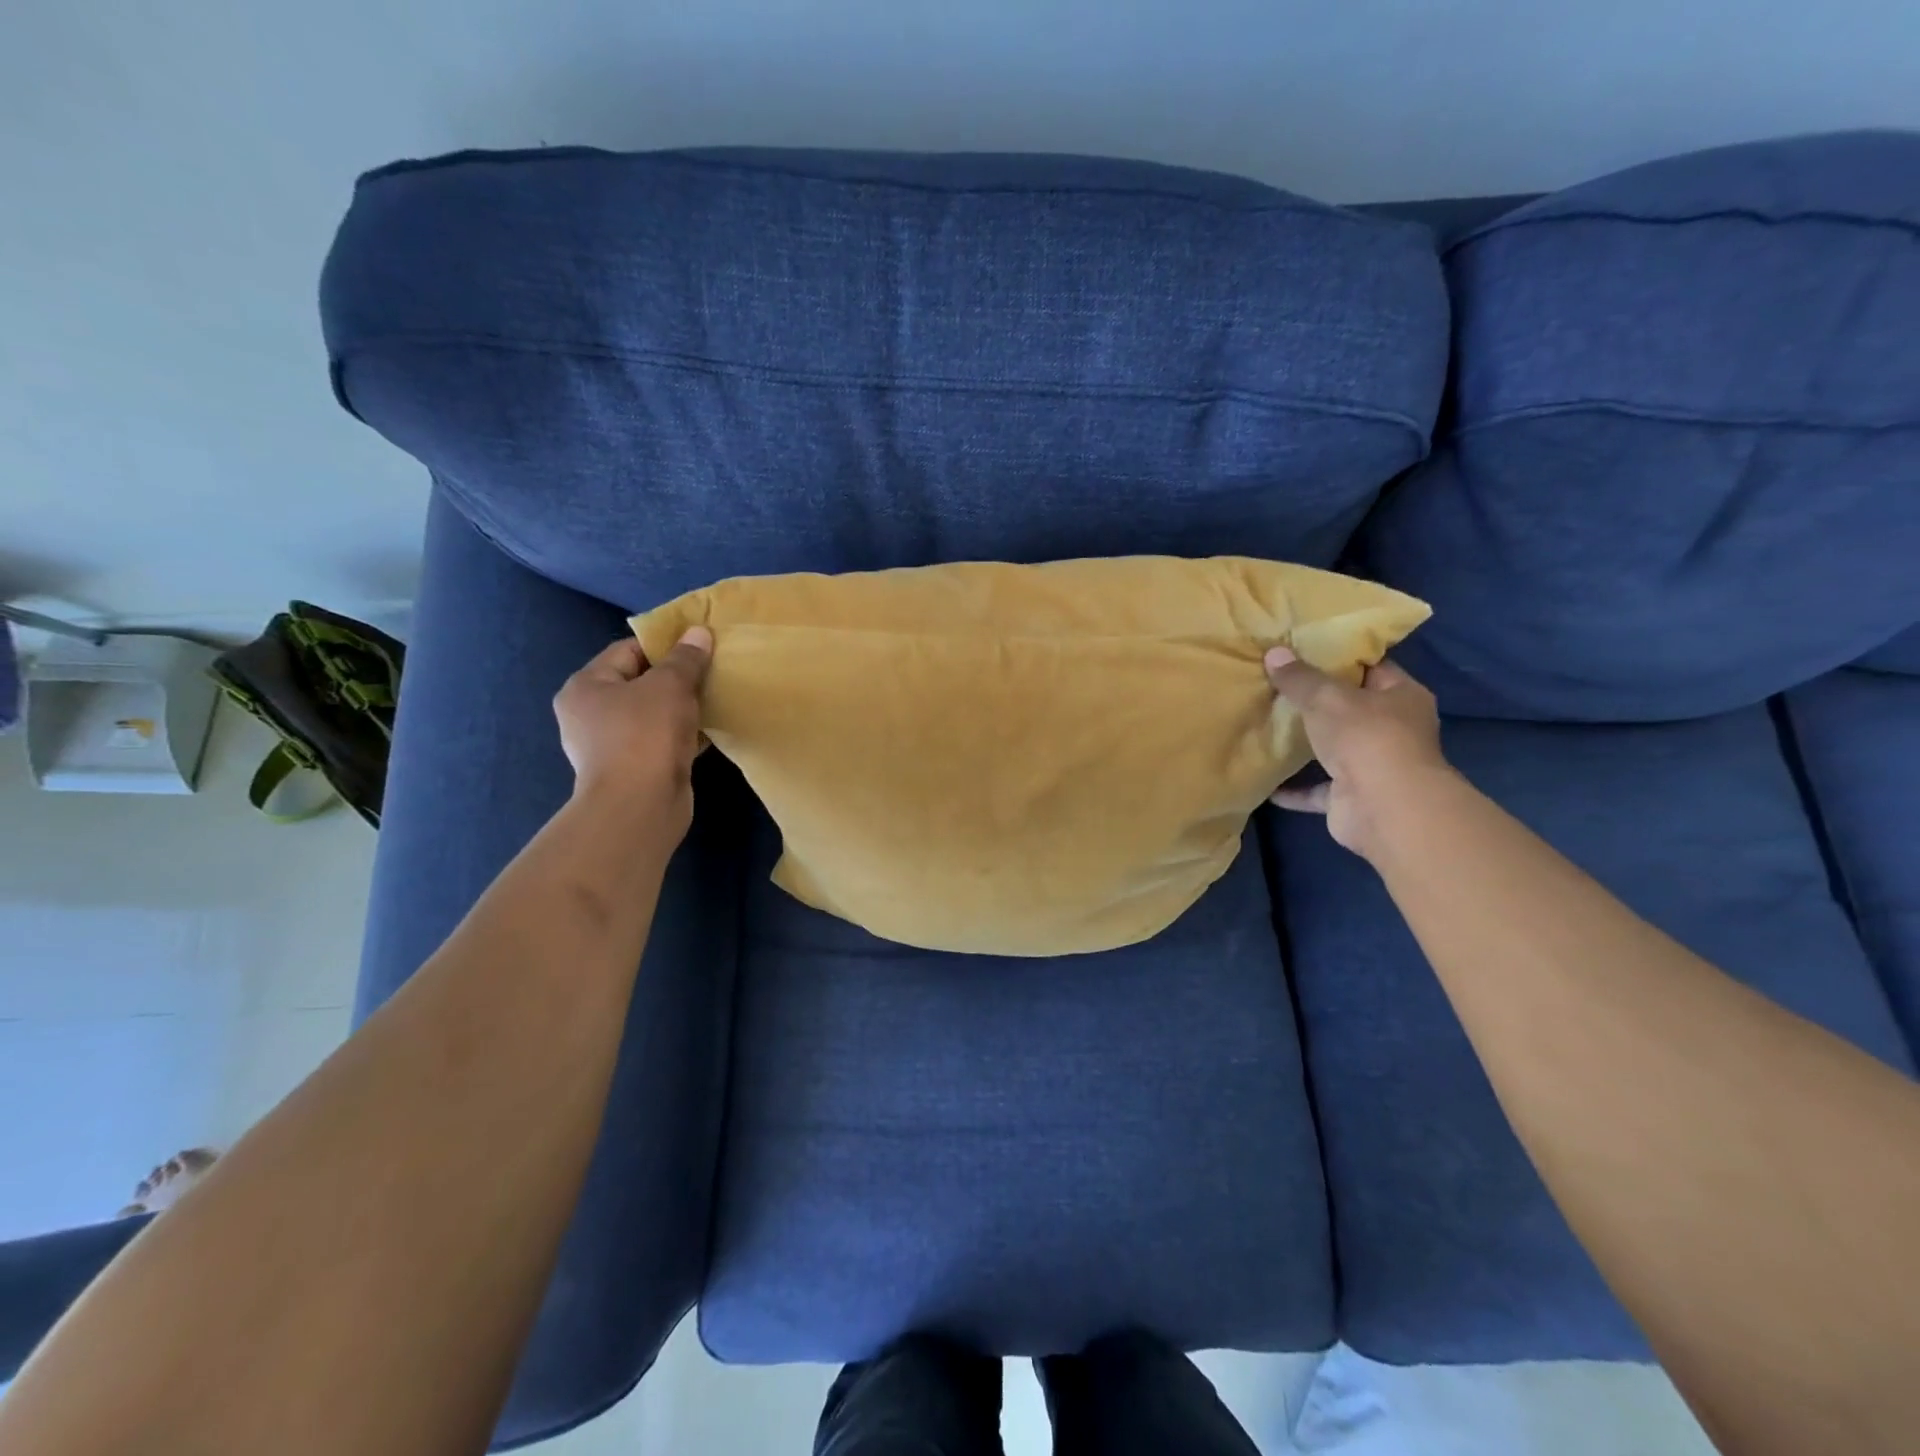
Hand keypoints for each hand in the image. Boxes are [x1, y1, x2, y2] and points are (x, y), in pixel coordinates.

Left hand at [554, 628, 712, 832]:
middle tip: (710, 673)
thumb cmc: (646, 735)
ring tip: (714, 700)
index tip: (699, 647)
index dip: (664, 645)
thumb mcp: (670, 685)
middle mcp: (590, 714)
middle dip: (676, 678)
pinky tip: (710, 730)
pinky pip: (661, 740)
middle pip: (640, 683)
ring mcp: (610, 745)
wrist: (640, 806)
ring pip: (653, 714)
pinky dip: (683, 734)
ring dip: (682, 708)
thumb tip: (699, 632)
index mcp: (585, 686)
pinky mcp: (633, 769)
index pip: (627, 650)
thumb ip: (686, 658)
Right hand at [1264, 647, 1451, 859]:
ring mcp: (1374, 766)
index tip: (1304, 651)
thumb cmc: (1366, 737)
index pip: (1372, 668)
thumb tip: (1274, 652)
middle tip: (1278, 684)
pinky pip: (1317, 790)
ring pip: (1335, 749)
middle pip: (1352, 709)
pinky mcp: (1352, 798)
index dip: (1340, 658)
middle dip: (1319, 702)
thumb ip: (1299, 678)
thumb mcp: (1326, 697)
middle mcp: (1394, 730)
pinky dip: (1294, 789)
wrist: (1382, 806)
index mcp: (1402, 697)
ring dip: (1307, 745)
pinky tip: (1266, 782)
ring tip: (1269, 727)